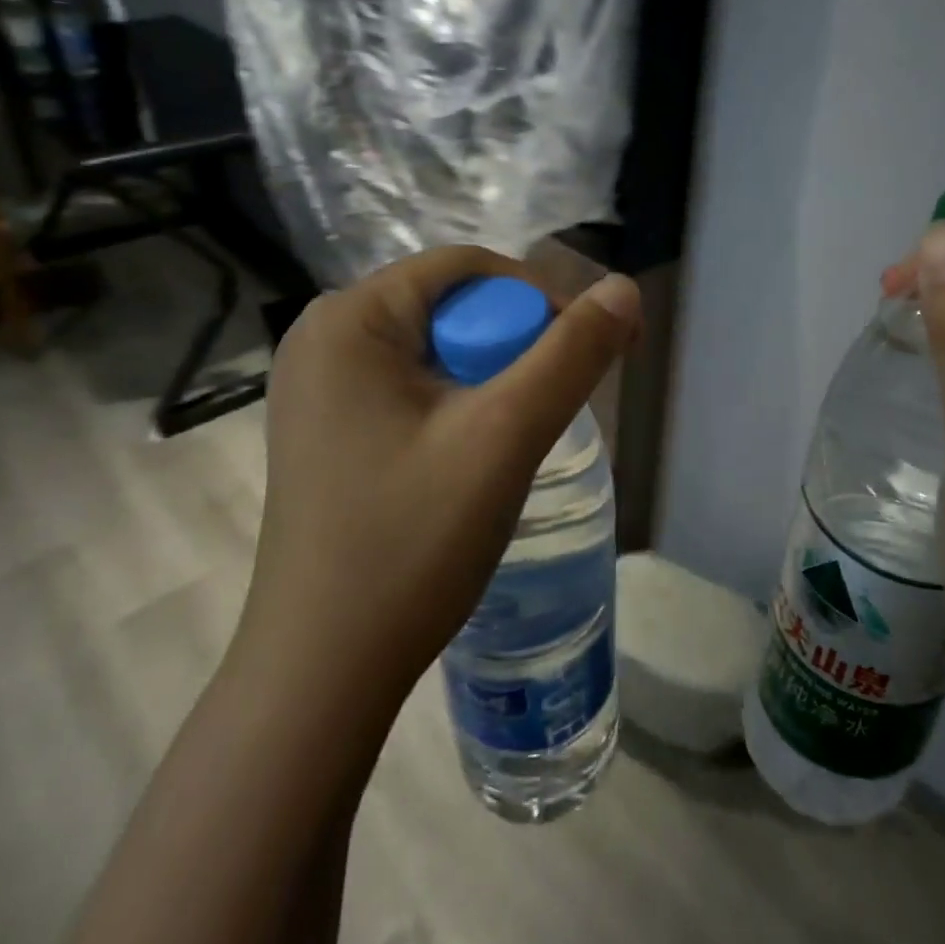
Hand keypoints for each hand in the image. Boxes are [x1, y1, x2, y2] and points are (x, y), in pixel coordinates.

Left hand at [240, 246, 641, 742]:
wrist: (323, 674)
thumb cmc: (410, 542)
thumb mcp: (505, 436)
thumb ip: (572, 355)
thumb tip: (625, 288)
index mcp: (349, 319)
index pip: (467, 269)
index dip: (540, 297)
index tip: (587, 352)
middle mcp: (323, 338)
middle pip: (452, 306)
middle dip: (515, 343)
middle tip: (554, 404)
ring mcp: (319, 388)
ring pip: (438, 349)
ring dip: (492, 378)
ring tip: (518, 435)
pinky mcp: (329, 429)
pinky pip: (412, 387)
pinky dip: (459, 404)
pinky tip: (474, 454)